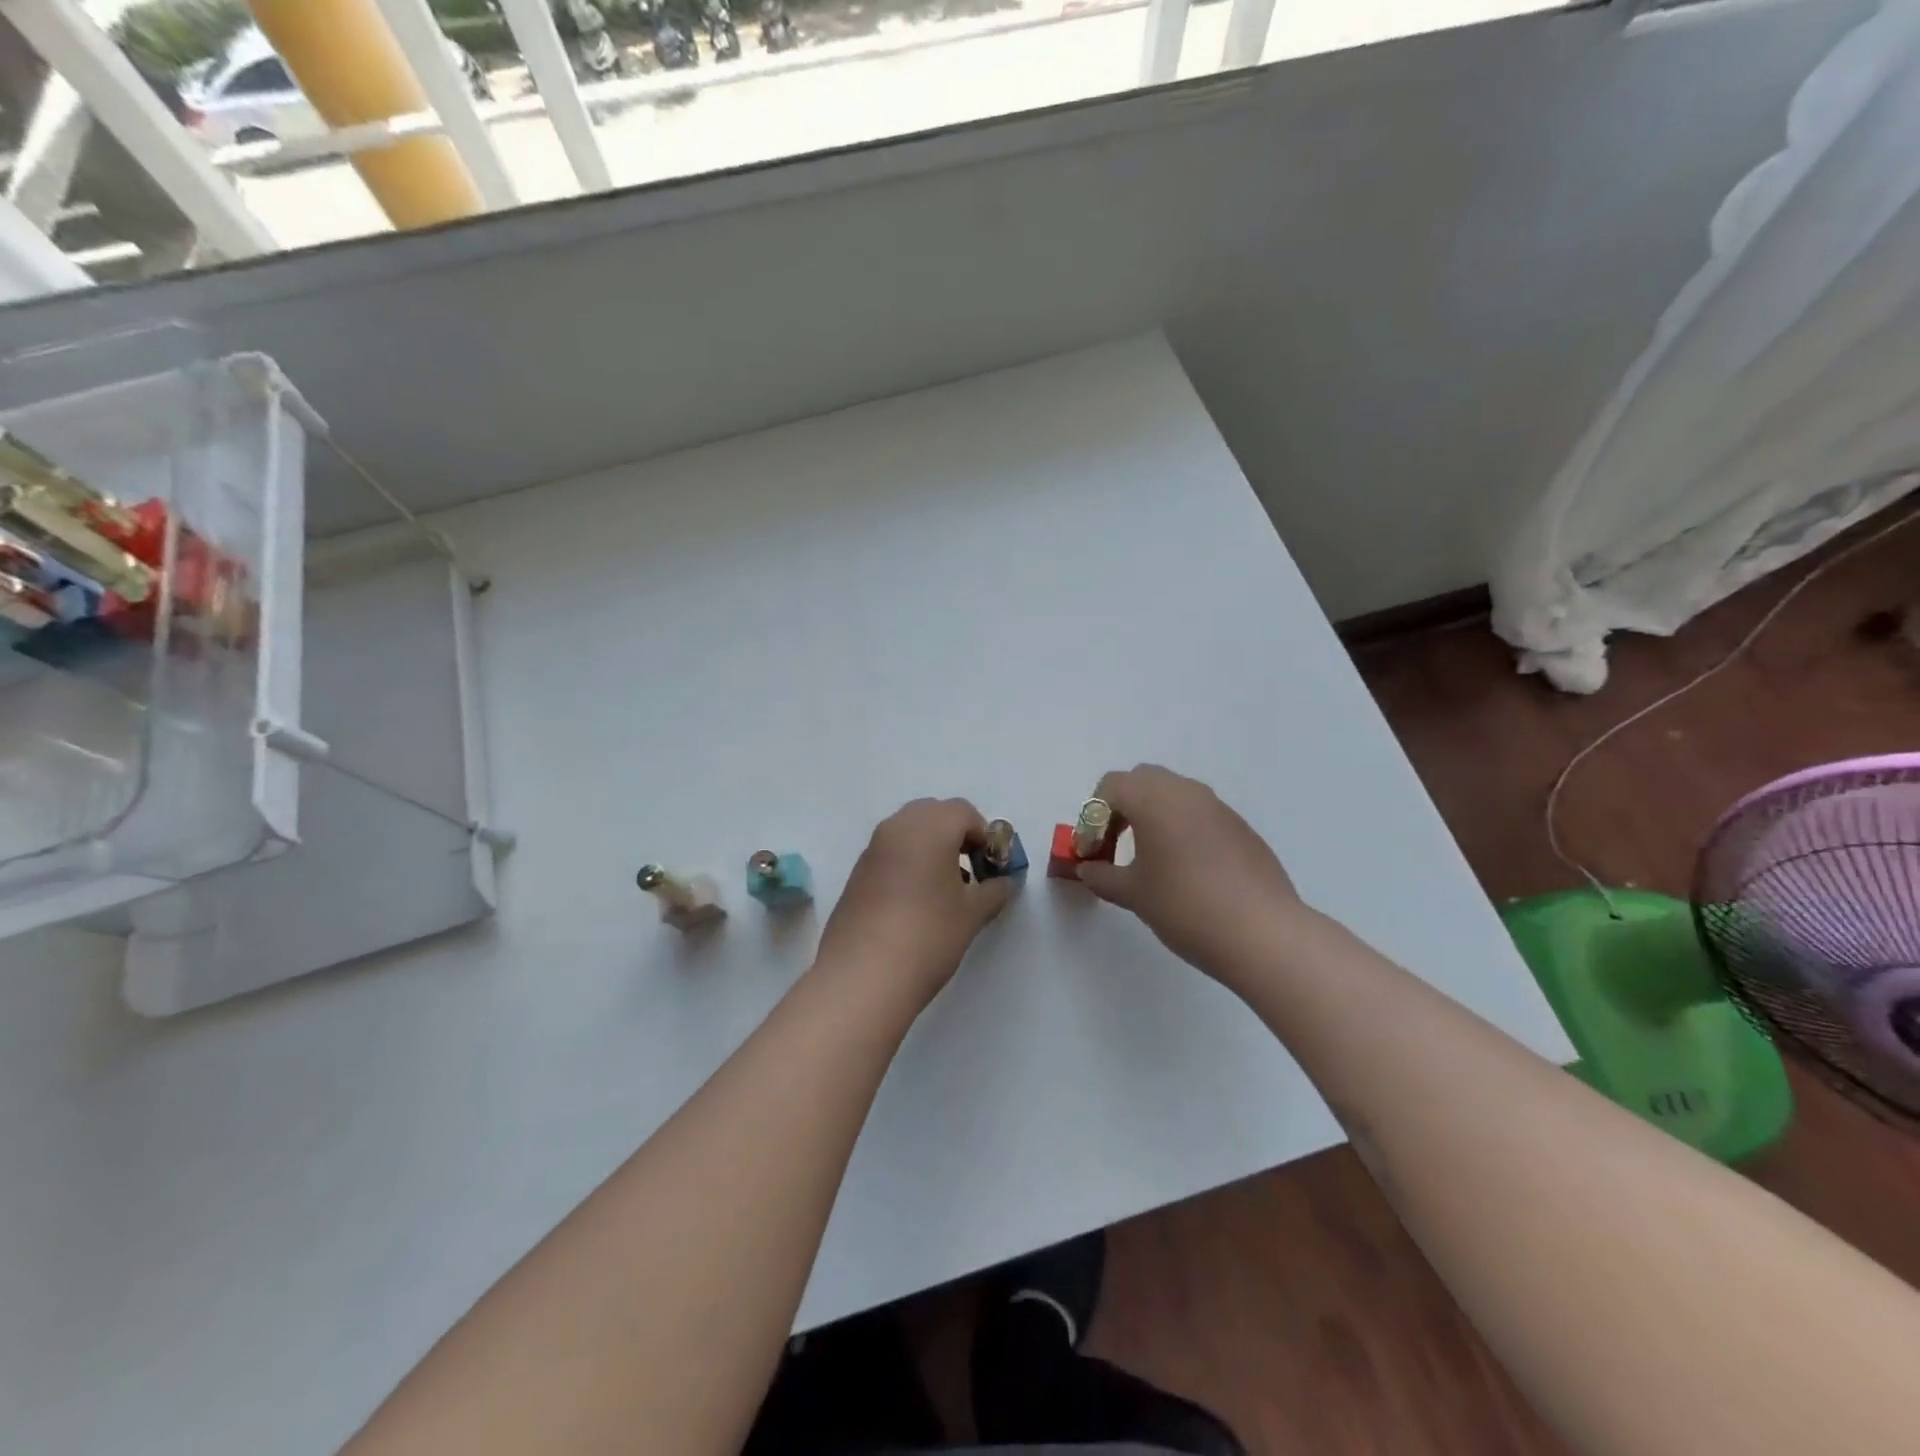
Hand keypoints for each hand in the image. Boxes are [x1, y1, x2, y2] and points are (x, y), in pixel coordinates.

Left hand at [813, 798, 1013, 1010]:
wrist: (864, 976)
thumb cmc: (929, 935)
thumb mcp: (972, 914)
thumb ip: (993, 891)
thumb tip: (1003, 883)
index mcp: (929, 827)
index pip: (963, 812)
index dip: (983, 835)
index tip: (991, 867)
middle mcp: (897, 828)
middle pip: (933, 813)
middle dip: (955, 835)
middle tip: (969, 872)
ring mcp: (872, 849)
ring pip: (908, 832)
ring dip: (930, 848)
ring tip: (944, 891)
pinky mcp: (857, 873)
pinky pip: (890, 853)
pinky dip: (908, 863)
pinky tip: (916, 903)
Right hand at [1075, 764, 1305, 984]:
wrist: (1262, 933)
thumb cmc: (1185, 906)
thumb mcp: (1134, 894)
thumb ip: (1103, 876)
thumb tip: (1088, 869)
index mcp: (1154, 799)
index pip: (1110, 787)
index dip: (1092, 818)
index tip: (1092, 852)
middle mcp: (1186, 792)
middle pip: (1142, 780)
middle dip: (1120, 807)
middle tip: (1113, 845)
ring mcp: (1218, 807)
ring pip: (1174, 794)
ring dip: (1152, 815)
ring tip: (1148, 858)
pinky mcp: (1241, 827)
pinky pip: (1199, 814)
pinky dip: (1181, 828)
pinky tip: (1185, 870)